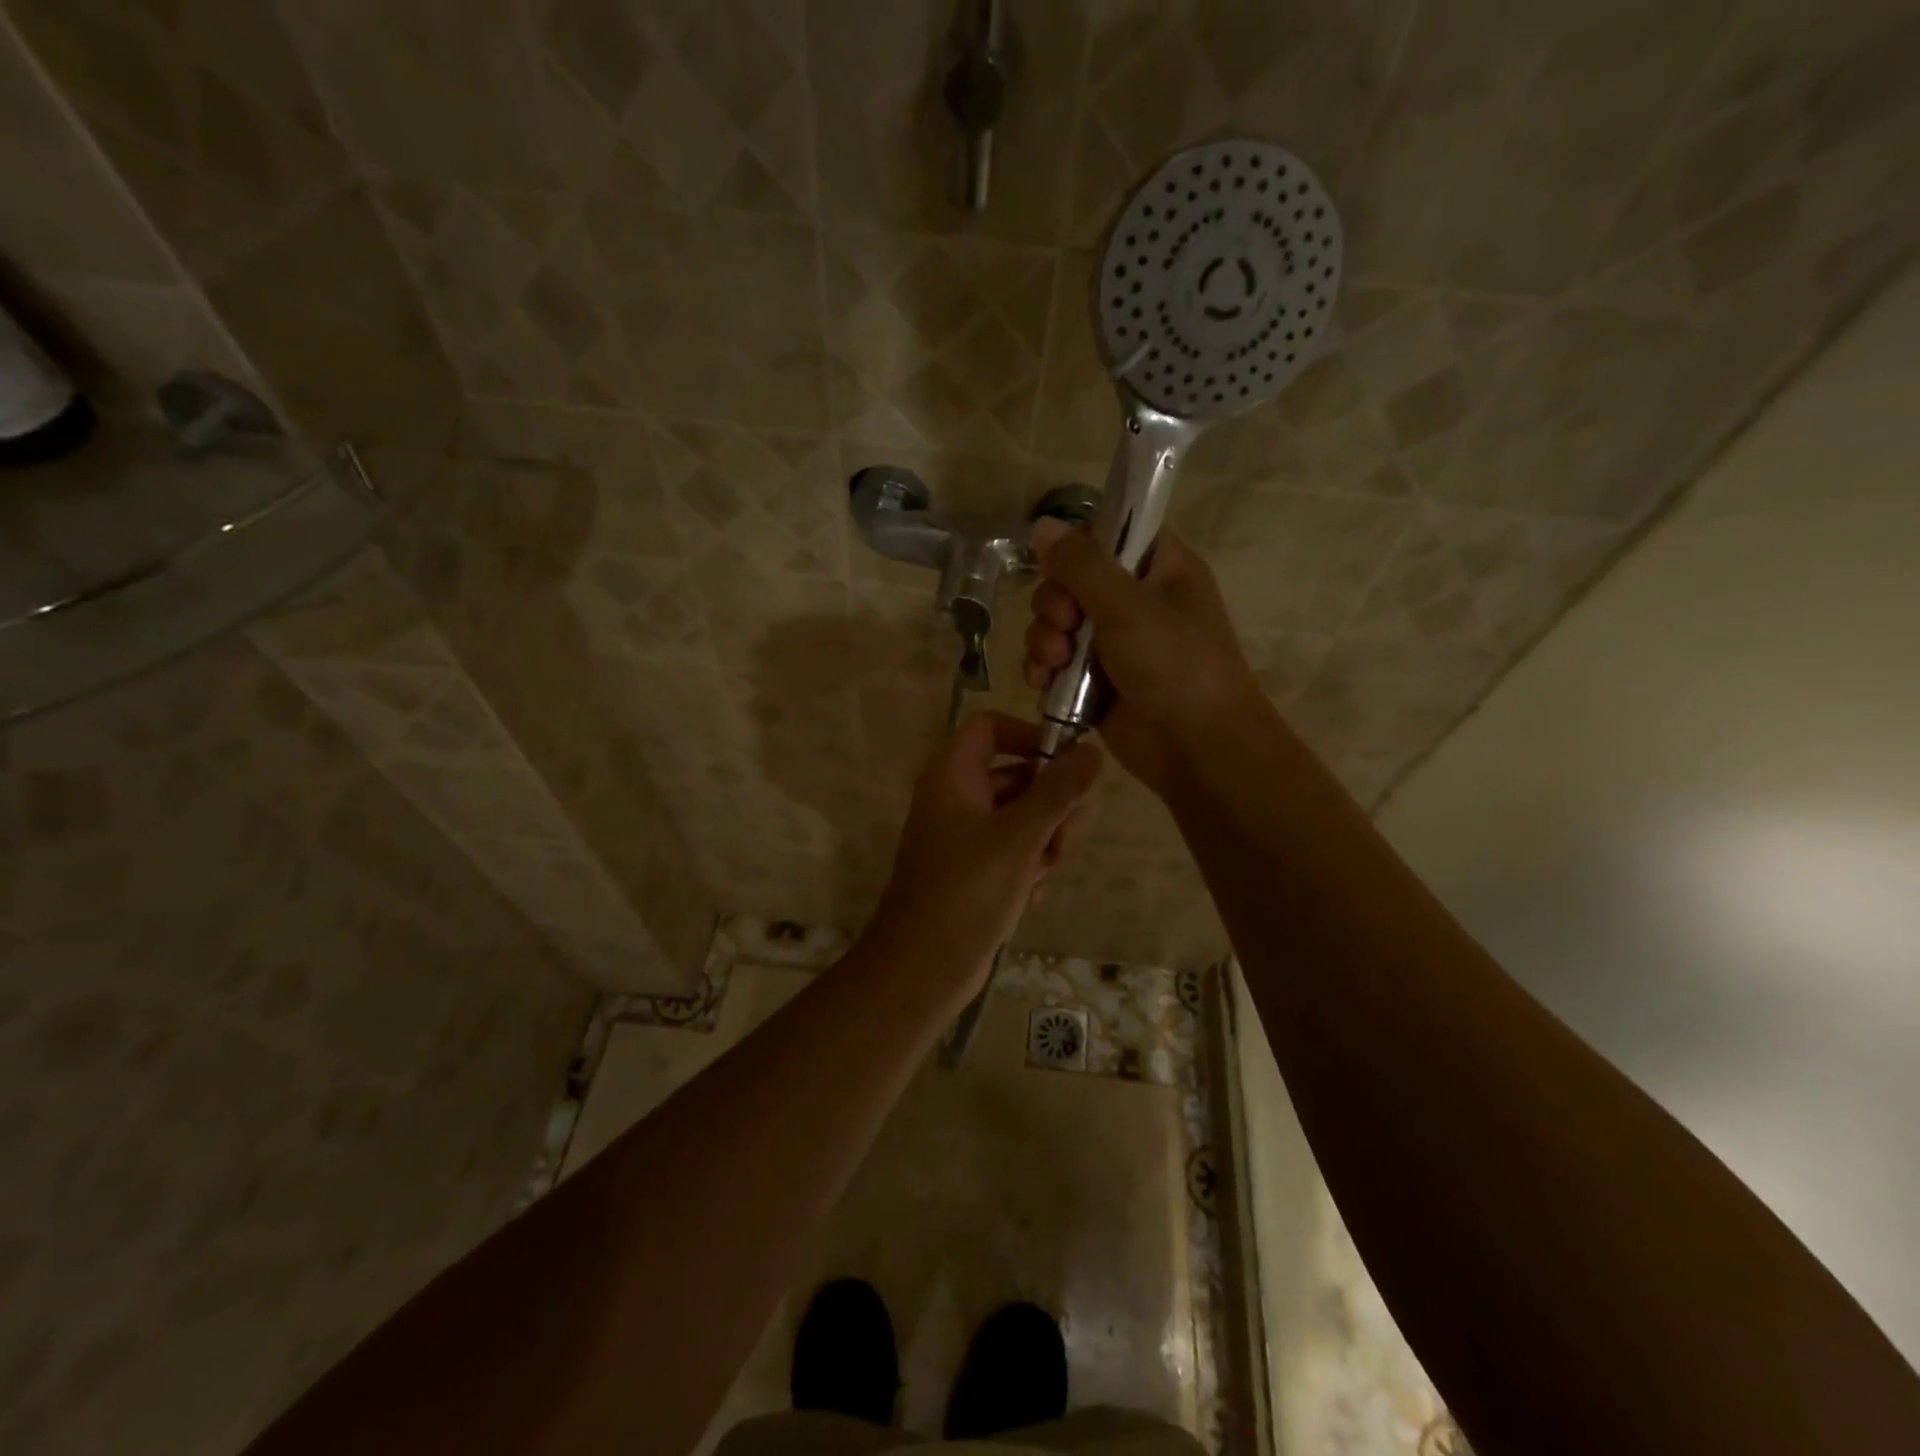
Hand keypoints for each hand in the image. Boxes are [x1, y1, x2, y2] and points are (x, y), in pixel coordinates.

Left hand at [867, 712, 1102, 988]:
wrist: (923, 967)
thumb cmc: (967, 891)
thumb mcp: (1020, 837)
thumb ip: (1058, 792)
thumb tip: (1092, 750)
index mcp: (953, 775)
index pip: (991, 727)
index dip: (1030, 735)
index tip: (1068, 762)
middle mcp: (955, 797)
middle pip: (1016, 774)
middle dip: (1049, 803)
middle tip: (1063, 834)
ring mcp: (962, 834)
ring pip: (1020, 815)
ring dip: (1043, 839)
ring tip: (1042, 870)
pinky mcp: (972, 868)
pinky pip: (1011, 848)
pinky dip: (1027, 864)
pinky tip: (1030, 892)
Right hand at [1024, 518, 1266, 797]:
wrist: (1197, 748)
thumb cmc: (1175, 665)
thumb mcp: (1128, 606)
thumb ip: (1081, 565)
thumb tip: (1042, 523)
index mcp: (1160, 569)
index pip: (1110, 535)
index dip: (1079, 548)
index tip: (1064, 569)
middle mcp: (1136, 601)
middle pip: (1071, 582)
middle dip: (1055, 605)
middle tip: (1065, 625)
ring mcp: (1114, 644)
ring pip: (1058, 624)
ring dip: (1045, 640)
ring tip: (1054, 663)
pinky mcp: (1095, 682)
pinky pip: (1056, 663)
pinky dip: (1045, 670)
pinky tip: (1043, 682)